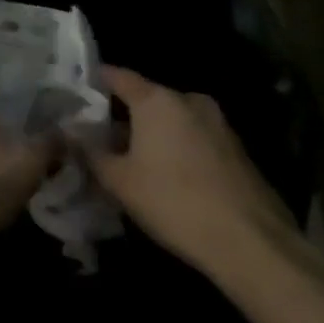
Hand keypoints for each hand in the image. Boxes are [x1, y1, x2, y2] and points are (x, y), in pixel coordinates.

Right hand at [86, 65, 298, 276]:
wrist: (254, 247)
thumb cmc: (174, 202)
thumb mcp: (119, 180)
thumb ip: (89, 151)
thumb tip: (68, 131)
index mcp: (156, 99)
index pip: (117, 75)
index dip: (94, 80)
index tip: (77, 90)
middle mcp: (189, 101)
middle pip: (148, 98)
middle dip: (126, 114)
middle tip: (104, 135)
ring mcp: (220, 126)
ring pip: (175, 120)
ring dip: (155, 134)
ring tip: (137, 159)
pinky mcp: (240, 153)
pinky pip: (198, 140)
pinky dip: (181, 150)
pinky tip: (172, 178)